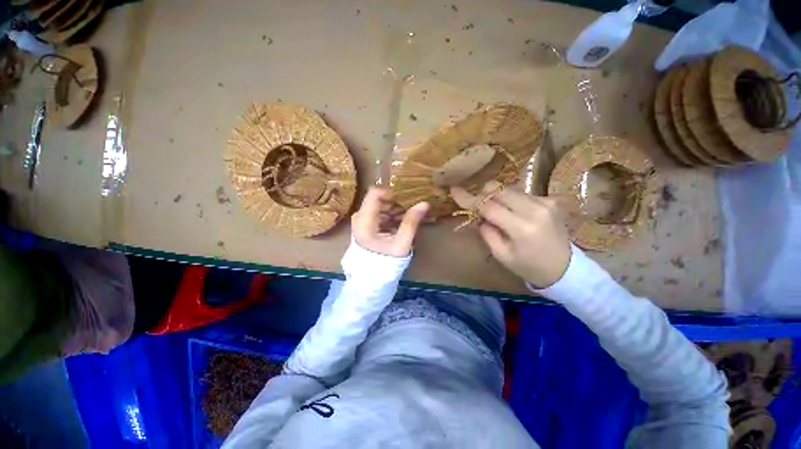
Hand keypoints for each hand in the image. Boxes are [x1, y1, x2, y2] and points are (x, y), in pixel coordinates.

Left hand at [352, 187, 428, 257]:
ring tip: (407, 217)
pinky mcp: (365, 225)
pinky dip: (390, 215)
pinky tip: (400, 222)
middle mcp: (359, 218)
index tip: (406, 198)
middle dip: (395, 202)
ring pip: (379, 206)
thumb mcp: (401, 243)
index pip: (374, 194)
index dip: (391, 192)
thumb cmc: (386, 261)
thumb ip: (411, 222)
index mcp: (364, 222)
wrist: (373, 277)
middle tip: (410, 209)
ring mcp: (361, 221)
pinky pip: (378, 213)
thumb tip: (424, 203)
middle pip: (378, 200)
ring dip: (394, 209)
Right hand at [451, 181, 570, 287]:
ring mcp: (545, 202)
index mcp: (521, 228)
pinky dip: (511, 200)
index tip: (454, 190)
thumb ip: (486, 232)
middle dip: (483, 194)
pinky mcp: (550, 200)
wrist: (565, 268)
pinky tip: (513, 213)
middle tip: (478, 205)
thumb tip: (478, 214)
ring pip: (509, 189)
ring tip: (497, 213)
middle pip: (499, 190)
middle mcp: (535, 209)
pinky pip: (521, 193)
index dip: (469, 198)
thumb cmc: (528, 266)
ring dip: (497, 197)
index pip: (489, 207)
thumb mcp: (501, 255)